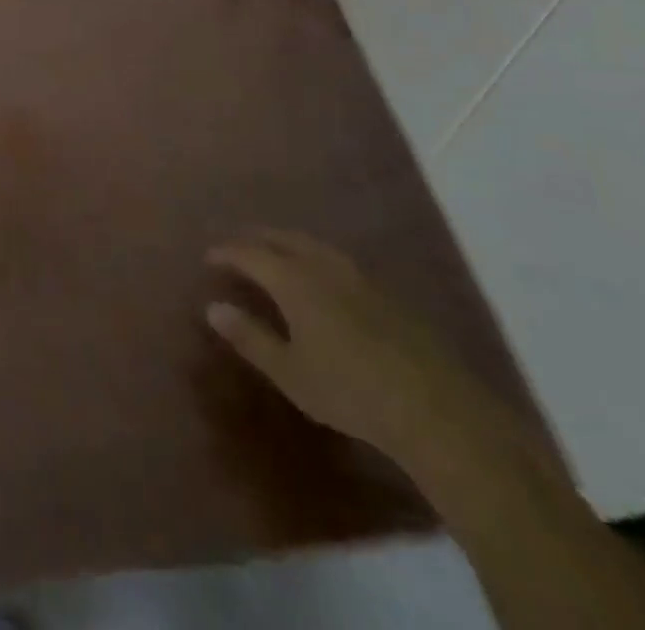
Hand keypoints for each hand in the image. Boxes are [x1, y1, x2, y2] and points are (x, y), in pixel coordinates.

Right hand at [206, 231, 519, 471]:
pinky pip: (336, 258)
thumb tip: (212, 307)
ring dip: (287, 242)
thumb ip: (250, 337)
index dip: (227, 252)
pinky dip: (314, 256)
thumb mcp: (290, 373)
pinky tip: (320, 275)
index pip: (250, 253)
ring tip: (275, 251)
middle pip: (282, 238)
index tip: (210, 256)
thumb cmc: (349, 391)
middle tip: (238, 245)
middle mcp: (322, 265)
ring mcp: (358, 275)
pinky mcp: (384, 291)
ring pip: (313, 244)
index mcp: (294, 280)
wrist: (434, 406)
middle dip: (256, 238)